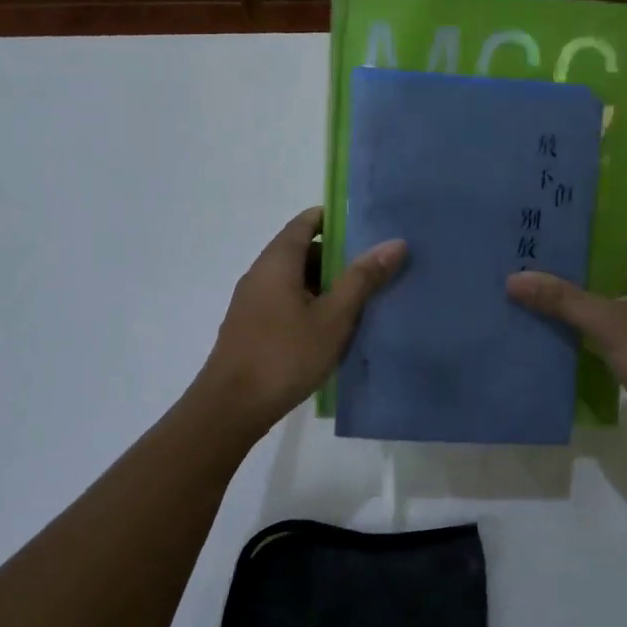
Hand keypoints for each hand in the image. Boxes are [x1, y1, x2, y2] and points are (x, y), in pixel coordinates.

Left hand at [195, 207, 406, 437]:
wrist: (232, 407)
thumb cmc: (286, 355)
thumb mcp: (334, 317)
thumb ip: (363, 279)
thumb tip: (394, 243)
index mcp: (277, 262)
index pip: (305, 222)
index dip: (334, 219)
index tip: (366, 226)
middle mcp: (260, 274)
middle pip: (300, 250)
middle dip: (336, 255)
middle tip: (373, 267)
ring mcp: (252, 302)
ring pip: (293, 280)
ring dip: (324, 284)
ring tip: (360, 299)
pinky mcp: (251, 327)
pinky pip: (285, 302)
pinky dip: (309, 304)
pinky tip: (331, 328)